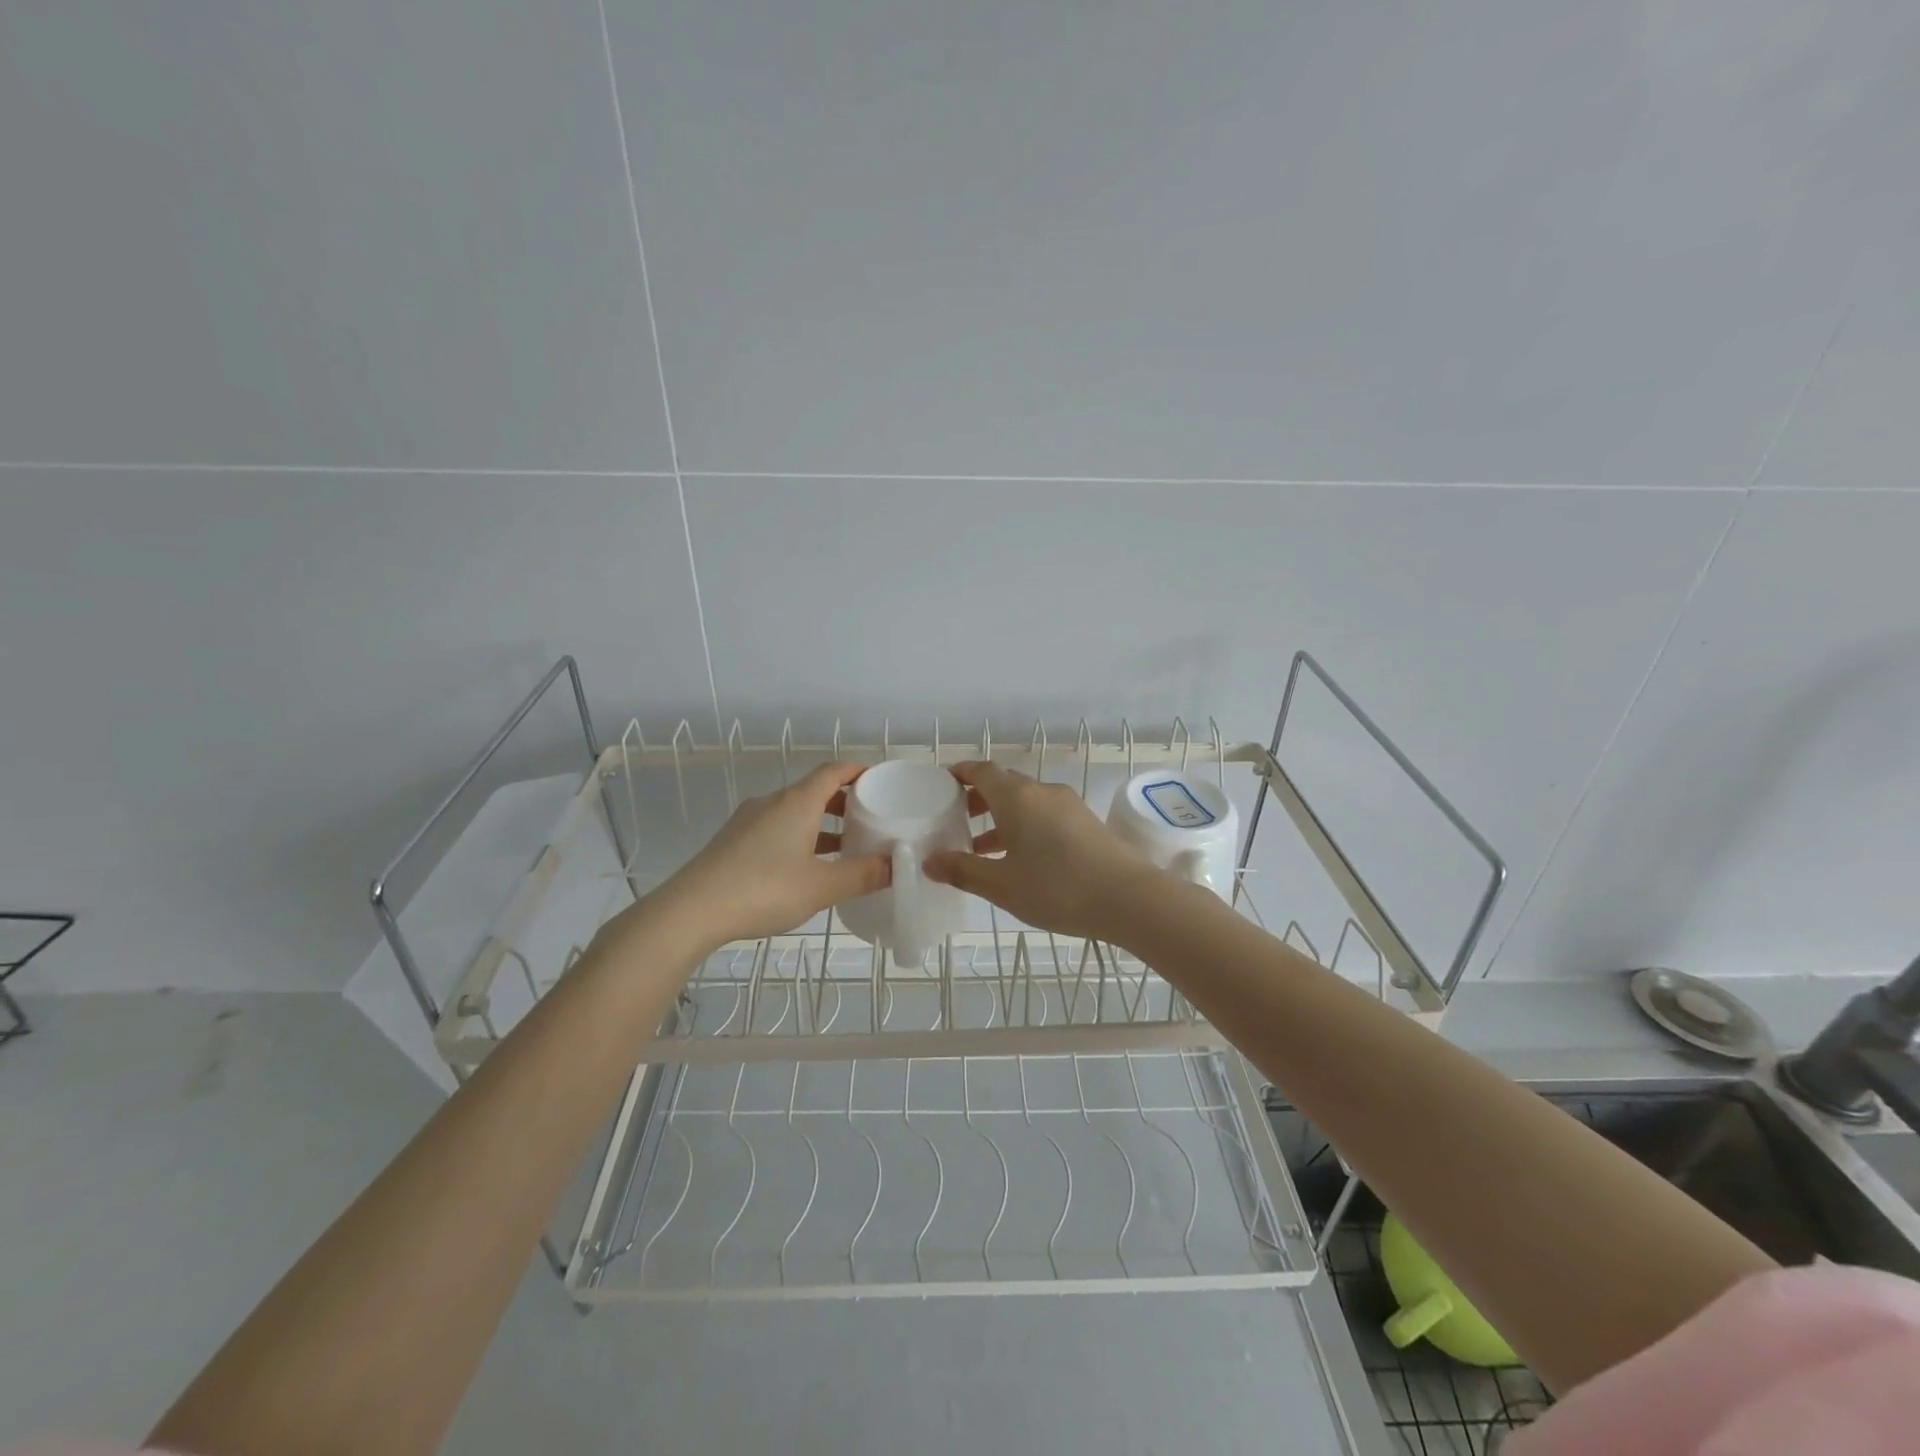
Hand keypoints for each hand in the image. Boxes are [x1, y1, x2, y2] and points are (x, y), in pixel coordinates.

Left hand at [649, 763, 890, 948]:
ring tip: (845, 849)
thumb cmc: (763, 890)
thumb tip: (896, 865)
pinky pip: (776, 828)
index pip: (833, 771)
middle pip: (814, 790)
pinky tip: (806, 868)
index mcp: (797, 802)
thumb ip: (862, 874)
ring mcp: (749, 821)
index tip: (880, 780)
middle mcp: (772, 802)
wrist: (691, 911)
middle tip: (870, 820)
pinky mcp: (734, 841)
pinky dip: (799, 837)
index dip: (858, 771)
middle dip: (844, 802)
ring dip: (821, 824)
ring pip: (794, 812)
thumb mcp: (821, 886)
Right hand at [924, 761, 1150, 940]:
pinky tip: (1020, 857)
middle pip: (1004, 783)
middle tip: (956, 818)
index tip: (944, 783)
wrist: (1128, 898)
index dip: (961, 773)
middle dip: (978, 797)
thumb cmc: (1057, 888)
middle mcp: (1042, 792)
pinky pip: (1044, 814)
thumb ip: (963, 870)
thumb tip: (930, 861)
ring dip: (1001, 816)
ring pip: (1026, 801)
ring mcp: (1068, 805)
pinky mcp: (1085, 822)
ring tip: (981, 846)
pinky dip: (1024, 825)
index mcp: (1016, 797)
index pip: (982, 770)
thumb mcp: (1002, 885)